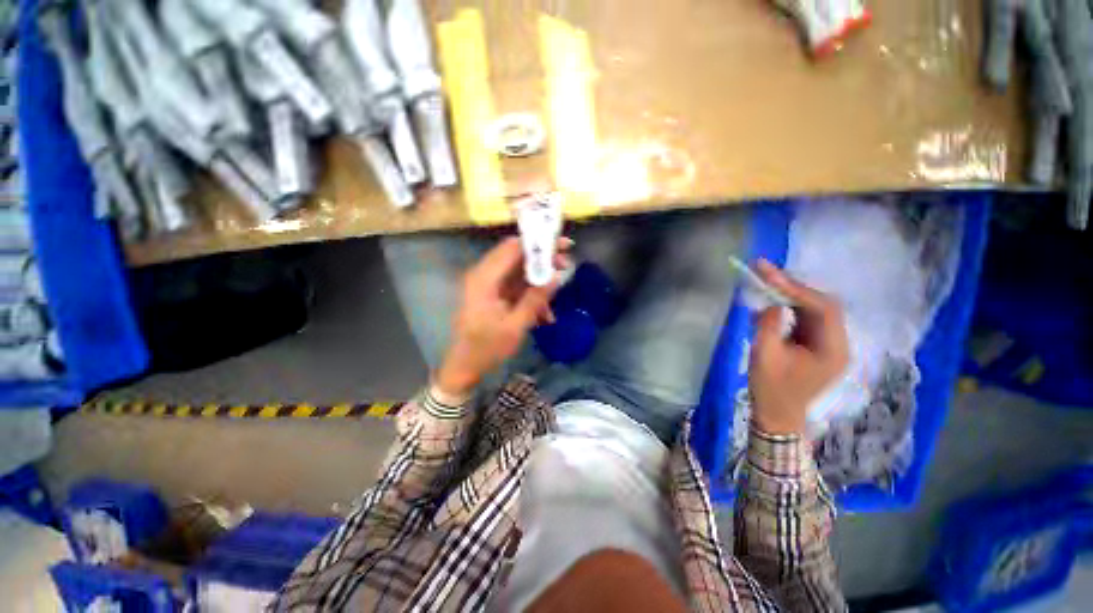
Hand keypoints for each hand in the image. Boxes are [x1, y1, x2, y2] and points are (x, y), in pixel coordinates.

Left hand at [434, 236, 568, 397]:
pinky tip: (543, 314)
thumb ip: (535, 299)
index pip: (513, 248)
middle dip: (543, 261)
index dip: (539, 243)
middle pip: (516, 256)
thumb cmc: (486, 348)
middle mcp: (484, 275)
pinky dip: (530, 295)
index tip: (563, 245)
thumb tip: (556, 276)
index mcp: (484, 279)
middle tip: (565, 265)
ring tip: (555, 297)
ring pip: (518, 272)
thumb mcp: (515, 326)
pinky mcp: (492, 294)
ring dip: (538, 281)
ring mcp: (487, 285)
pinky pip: (515, 287)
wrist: (464, 367)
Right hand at [749, 260, 848, 435]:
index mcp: (832, 348)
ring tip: (764, 283)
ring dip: (788, 296)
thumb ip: (769, 326)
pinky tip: (768, 306)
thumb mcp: (765, 356)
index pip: (821, 307)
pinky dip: (786, 308)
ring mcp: (827, 344)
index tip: (768, 272)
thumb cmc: (771, 389)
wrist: (777, 415)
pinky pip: (803, 319)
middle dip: (792, 287)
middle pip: (820, 304)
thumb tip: (773, 303)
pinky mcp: (815, 345)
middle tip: (765, 272)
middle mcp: (837, 342)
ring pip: (812, 309)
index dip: (795, 287)